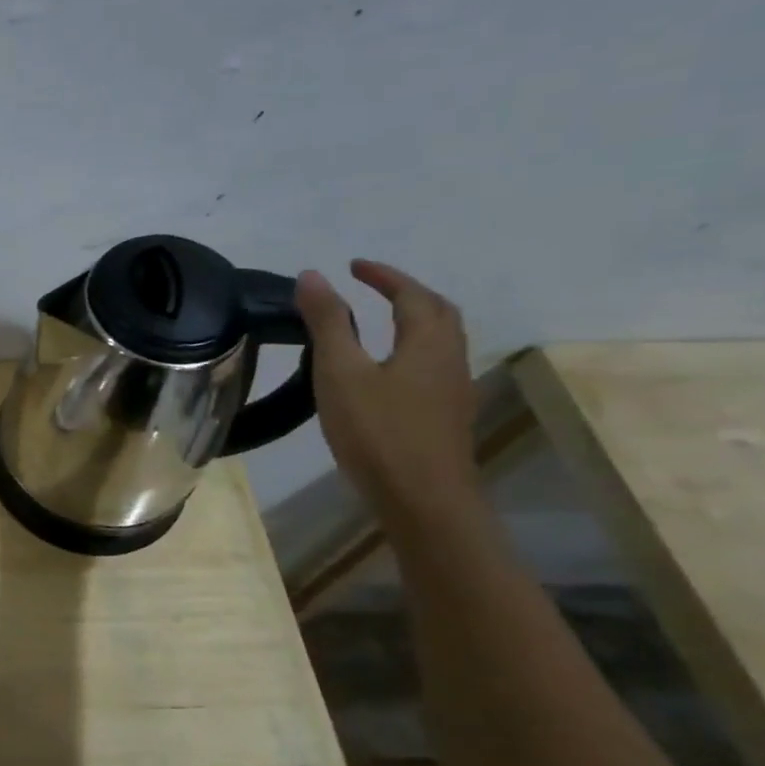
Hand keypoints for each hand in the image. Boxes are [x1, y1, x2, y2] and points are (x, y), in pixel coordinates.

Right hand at [296, 259, 478, 514]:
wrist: (422, 499)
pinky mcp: (445, 417)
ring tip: (379, 321)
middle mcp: (449, 360)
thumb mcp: (341, 372)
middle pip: (438, 313)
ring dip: (414, 321)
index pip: (411, 295)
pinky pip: (433, 366)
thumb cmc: (378, 431)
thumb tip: (312, 275)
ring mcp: (452, 391)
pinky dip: (411, 349)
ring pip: (440, 341)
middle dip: (407, 292)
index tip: (353, 266)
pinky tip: (387, 370)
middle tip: (371, 287)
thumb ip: (328, 322)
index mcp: (427, 343)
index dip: (383, 276)